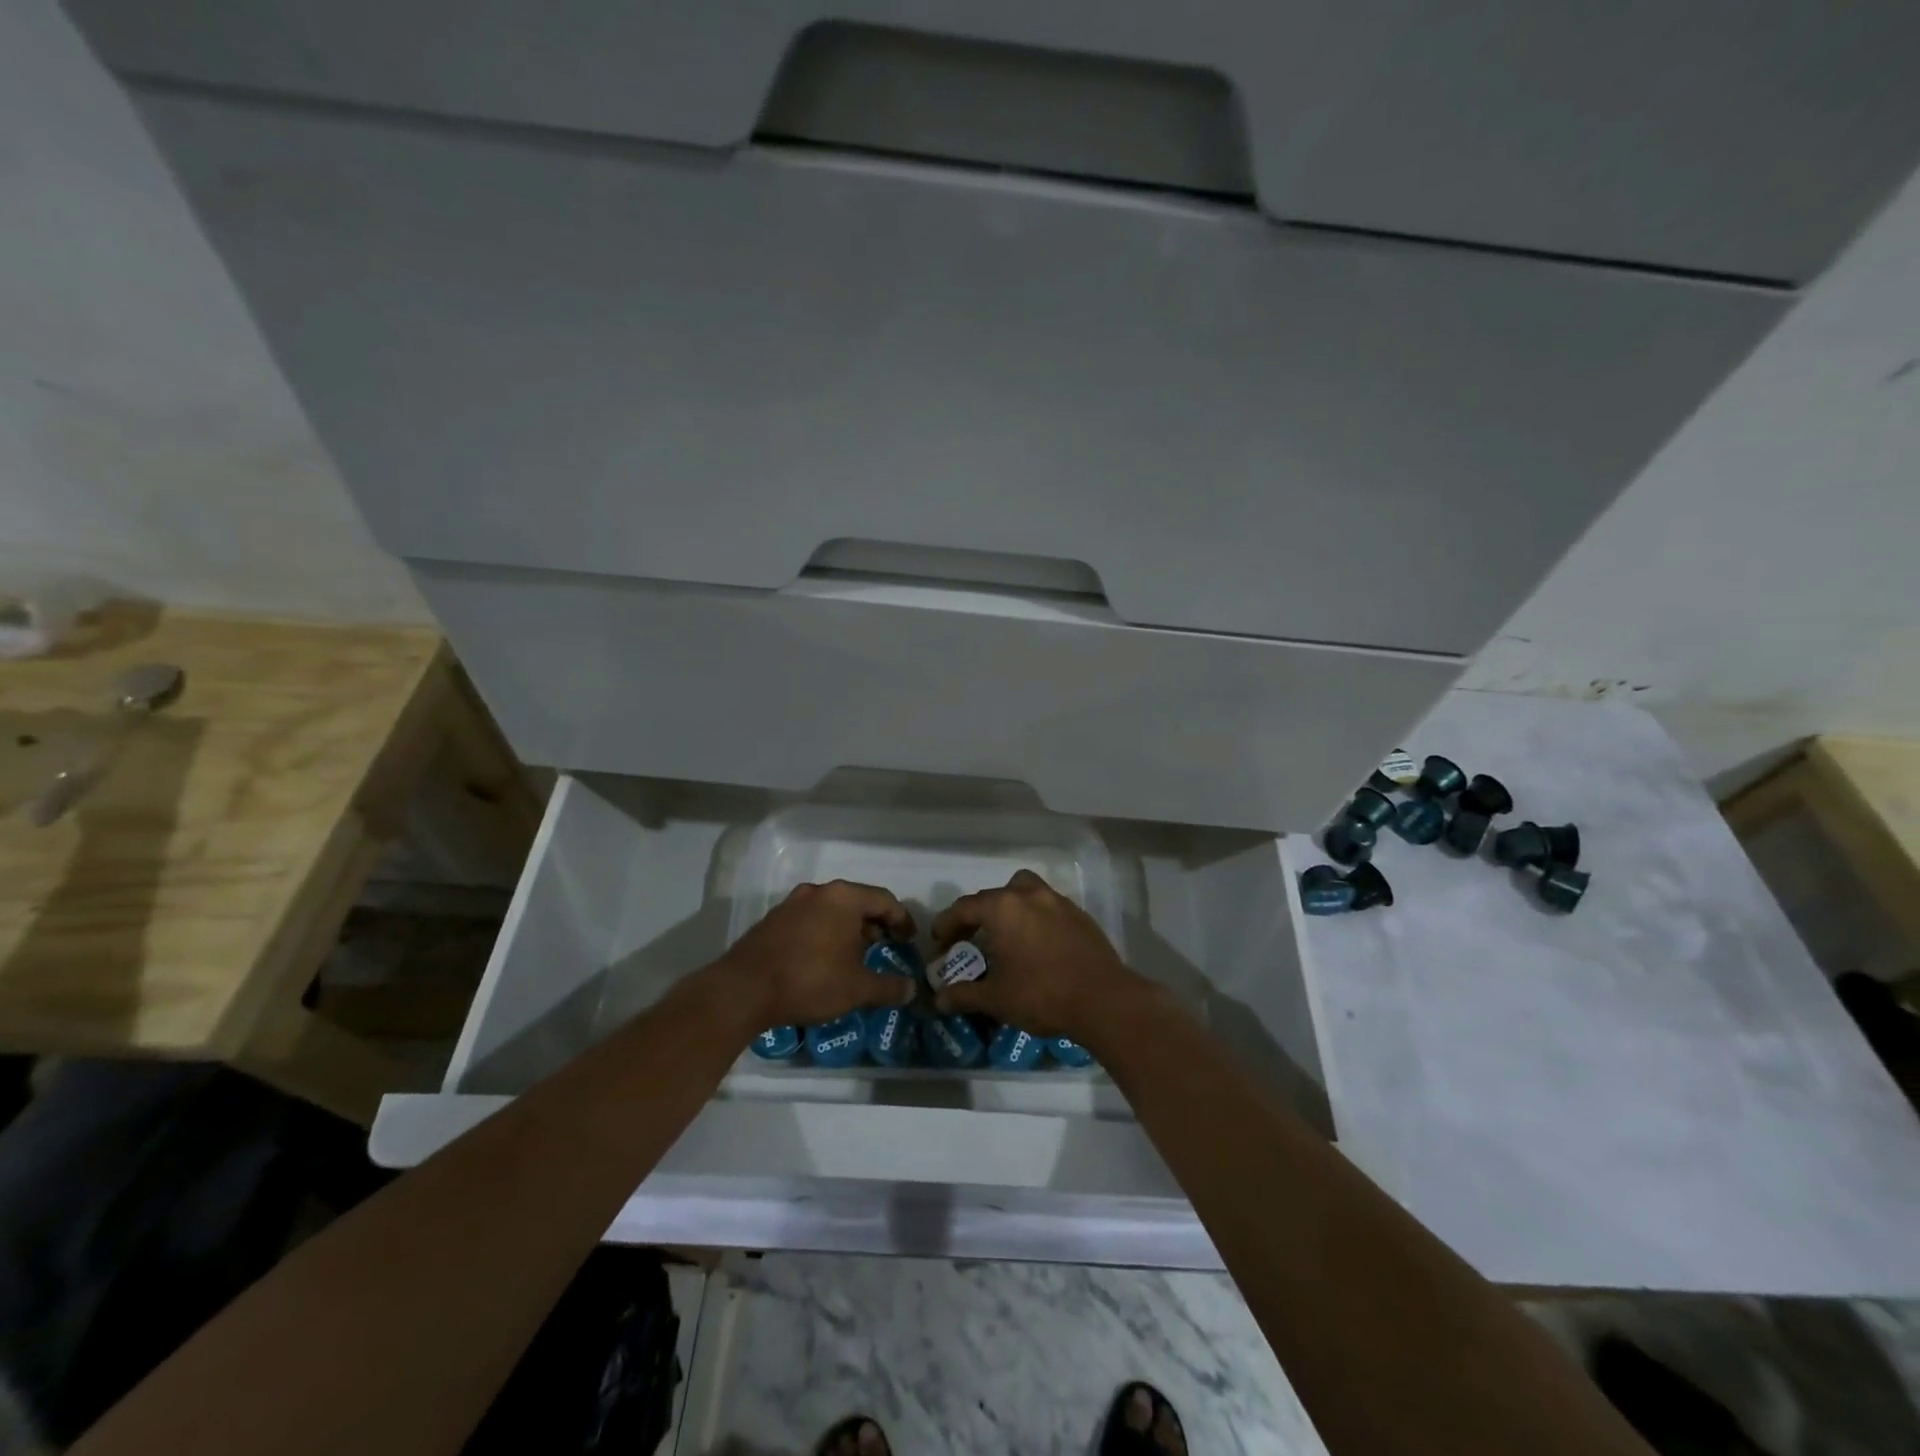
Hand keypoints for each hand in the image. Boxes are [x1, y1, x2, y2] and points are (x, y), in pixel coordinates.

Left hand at [716, 880, 916, 1030]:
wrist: (744, 990)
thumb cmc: (810, 980)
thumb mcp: (857, 989)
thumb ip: (889, 987)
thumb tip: (911, 989)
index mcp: (844, 898)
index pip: (885, 900)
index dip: (902, 920)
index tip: (909, 940)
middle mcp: (819, 892)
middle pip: (857, 902)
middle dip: (875, 925)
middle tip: (885, 947)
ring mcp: (792, 903)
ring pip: (832, 911)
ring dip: (848, 930)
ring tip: (855, 957)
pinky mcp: (773, 920)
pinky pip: (810, 920)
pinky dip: (825, 934)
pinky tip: (824, 960)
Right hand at [930, 869, 1140, 1037]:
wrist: (1103, 1000)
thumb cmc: (1042, 994)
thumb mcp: (996, 999)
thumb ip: (964, 995)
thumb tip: (939, 999)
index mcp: (1002, 908)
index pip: (964, 908)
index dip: (946, 924)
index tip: (938, 942)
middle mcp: (1029, 894)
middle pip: (993, 896)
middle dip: (976, 916)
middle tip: (967, 940)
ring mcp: (1057, 901)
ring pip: (1024, 892)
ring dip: (1008, 908)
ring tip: (1004, 935)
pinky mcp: (1079, 914)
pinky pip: (1047, 907)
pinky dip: (1034, 918)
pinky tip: (1035, 945)